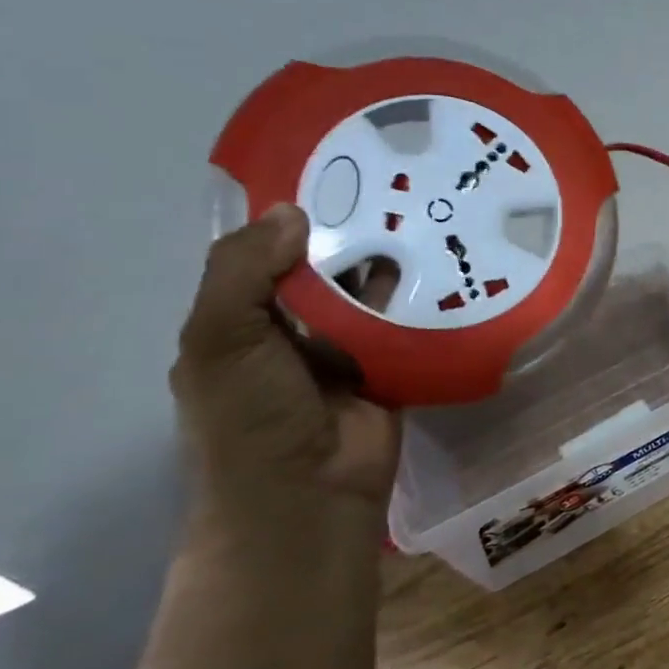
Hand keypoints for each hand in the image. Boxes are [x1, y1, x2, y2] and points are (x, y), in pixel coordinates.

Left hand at [171, 204, 401, 514]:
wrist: (308, 494)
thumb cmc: (250, 417)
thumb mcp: (221, 339)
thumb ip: (243, 272)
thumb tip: (291, 212)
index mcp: (239, 322)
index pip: (260, 258)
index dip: (285, 219)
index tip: (328, 175)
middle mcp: (290, 330)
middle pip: (320, 271)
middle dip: (348, 235)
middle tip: (393, 186)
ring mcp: (343, 349)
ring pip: (366, 294)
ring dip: (388, 264)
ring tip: (426, 214)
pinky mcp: (390, 365)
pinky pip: (404, 323)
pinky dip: (421, 299)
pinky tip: (447, 263)